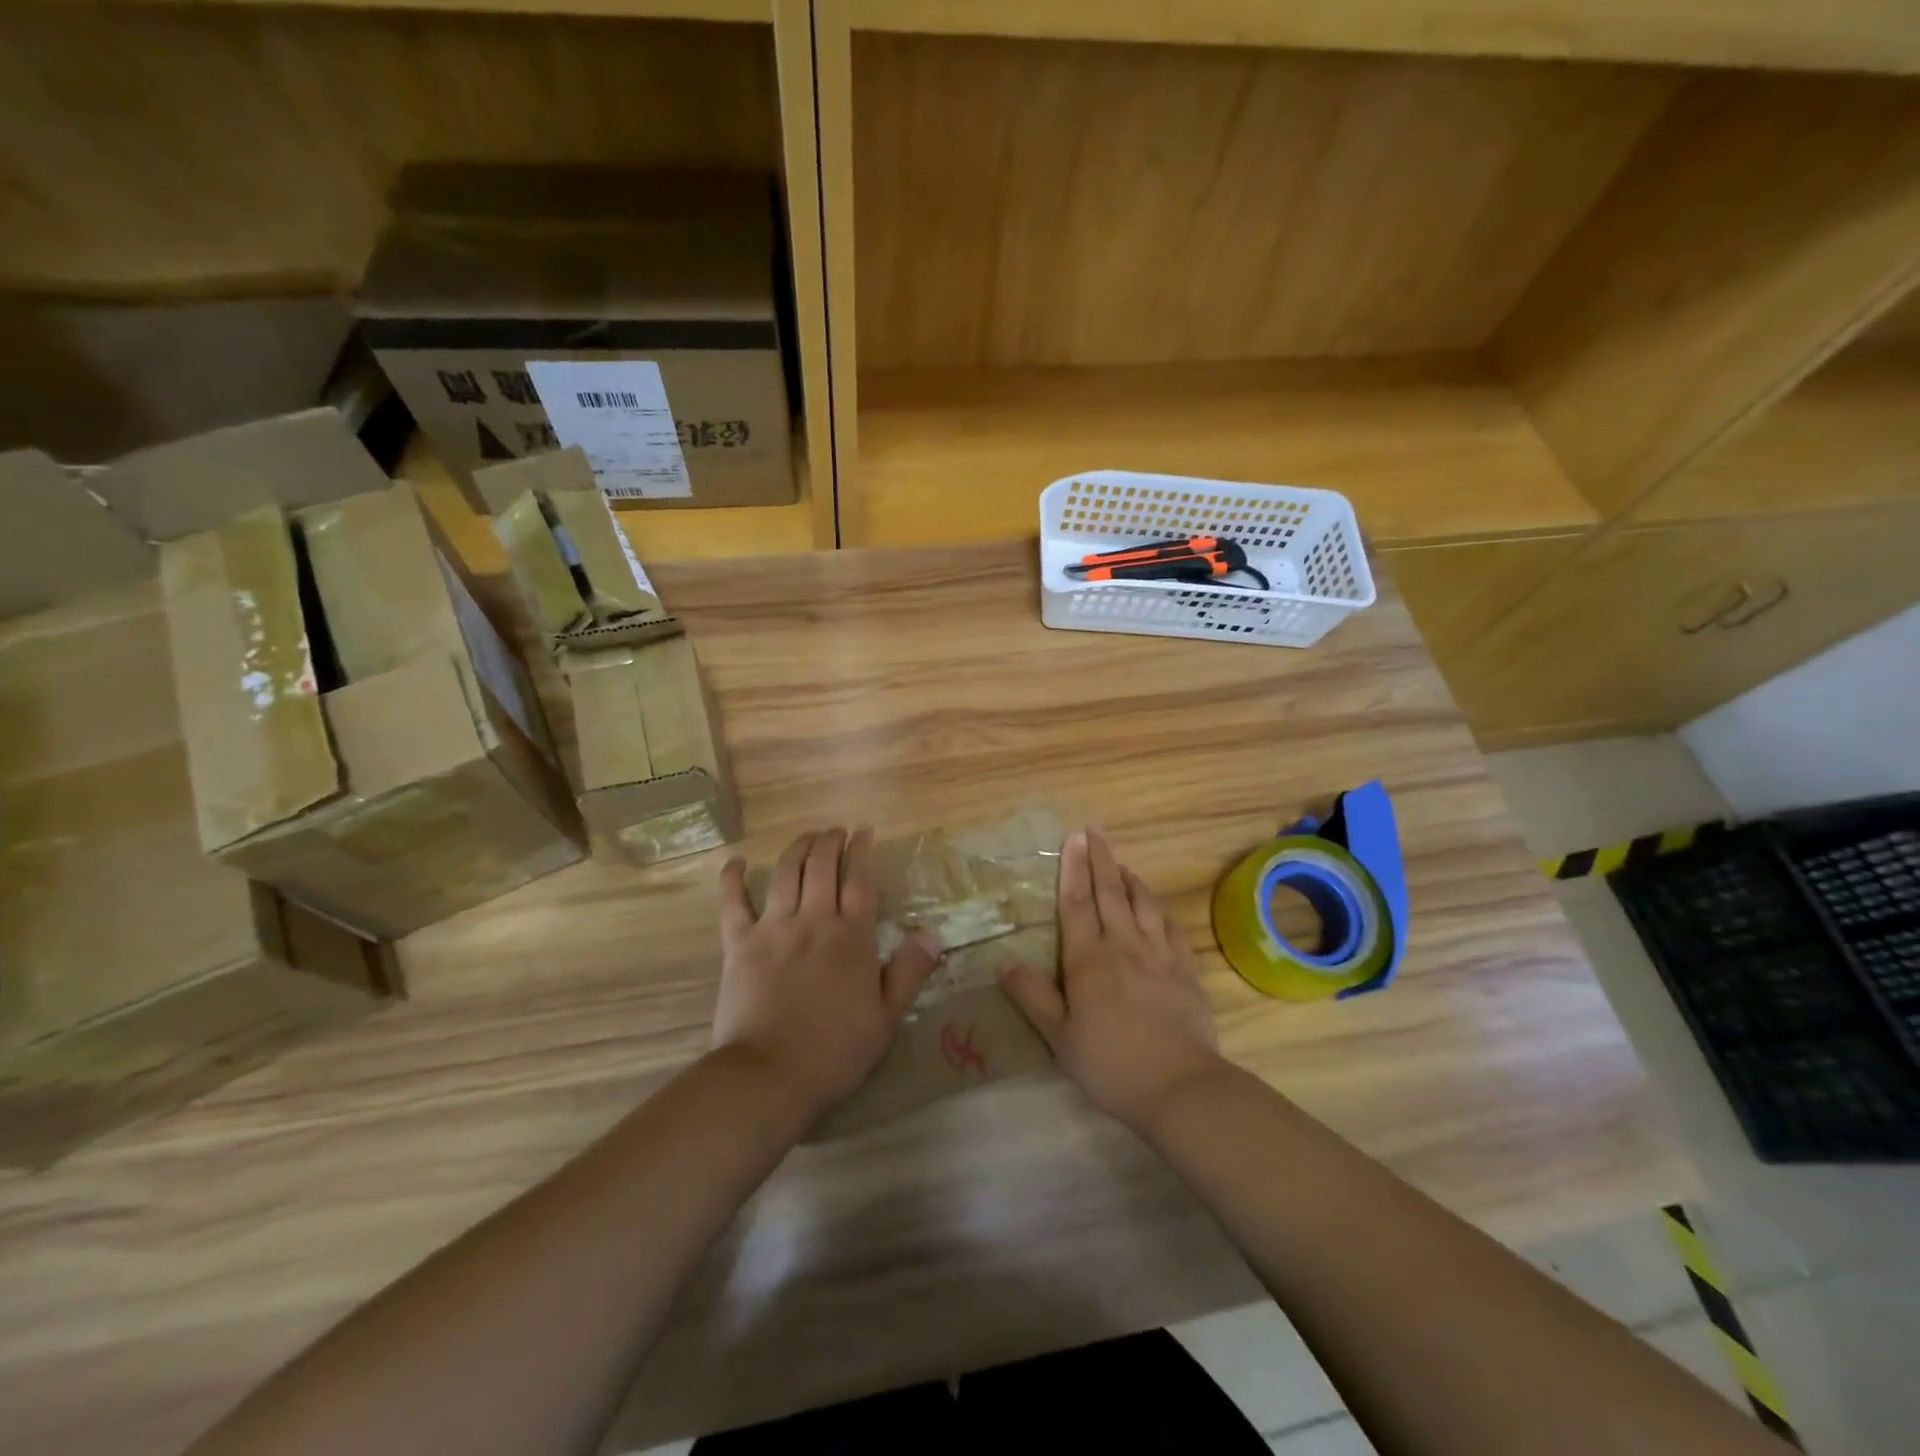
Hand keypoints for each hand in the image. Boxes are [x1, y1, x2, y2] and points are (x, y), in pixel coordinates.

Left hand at [713, 827, 939, 1117]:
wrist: (770, 1075)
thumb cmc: (835, 1051)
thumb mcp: (887, 1017)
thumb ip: (909, 971)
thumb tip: (932, 933)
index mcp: (851, 937)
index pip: (860, 881)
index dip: (862, 852)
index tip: (864, 832)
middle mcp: (814, 920)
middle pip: (822, 866)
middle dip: (830, 842)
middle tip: (836, 831)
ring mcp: (773, 928)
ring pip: (785, 873)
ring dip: (797, 848)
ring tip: (806, 838)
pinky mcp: (739, 944)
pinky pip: (733, 903)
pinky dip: (732, 879)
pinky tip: (735, 862)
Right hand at [998, 828, 1223, 1129]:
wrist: (1180, 1086)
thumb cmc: (1110, 1064)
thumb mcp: (1059, 1037)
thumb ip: (1032, 996)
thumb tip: (1003, 962)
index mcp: (1088, 959)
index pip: (1077, 903)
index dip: (1073, 868)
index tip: (1073, 838)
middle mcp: (1124, 946)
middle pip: (1110, 893)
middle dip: (1100, 860)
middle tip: (1094, 832)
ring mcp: (1159, 955)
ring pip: (1144, 904)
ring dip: (1130, 879)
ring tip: (1121, 864)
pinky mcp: (1186, 970)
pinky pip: (1172, 928)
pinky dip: (1161, 910)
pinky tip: (1158, 907)